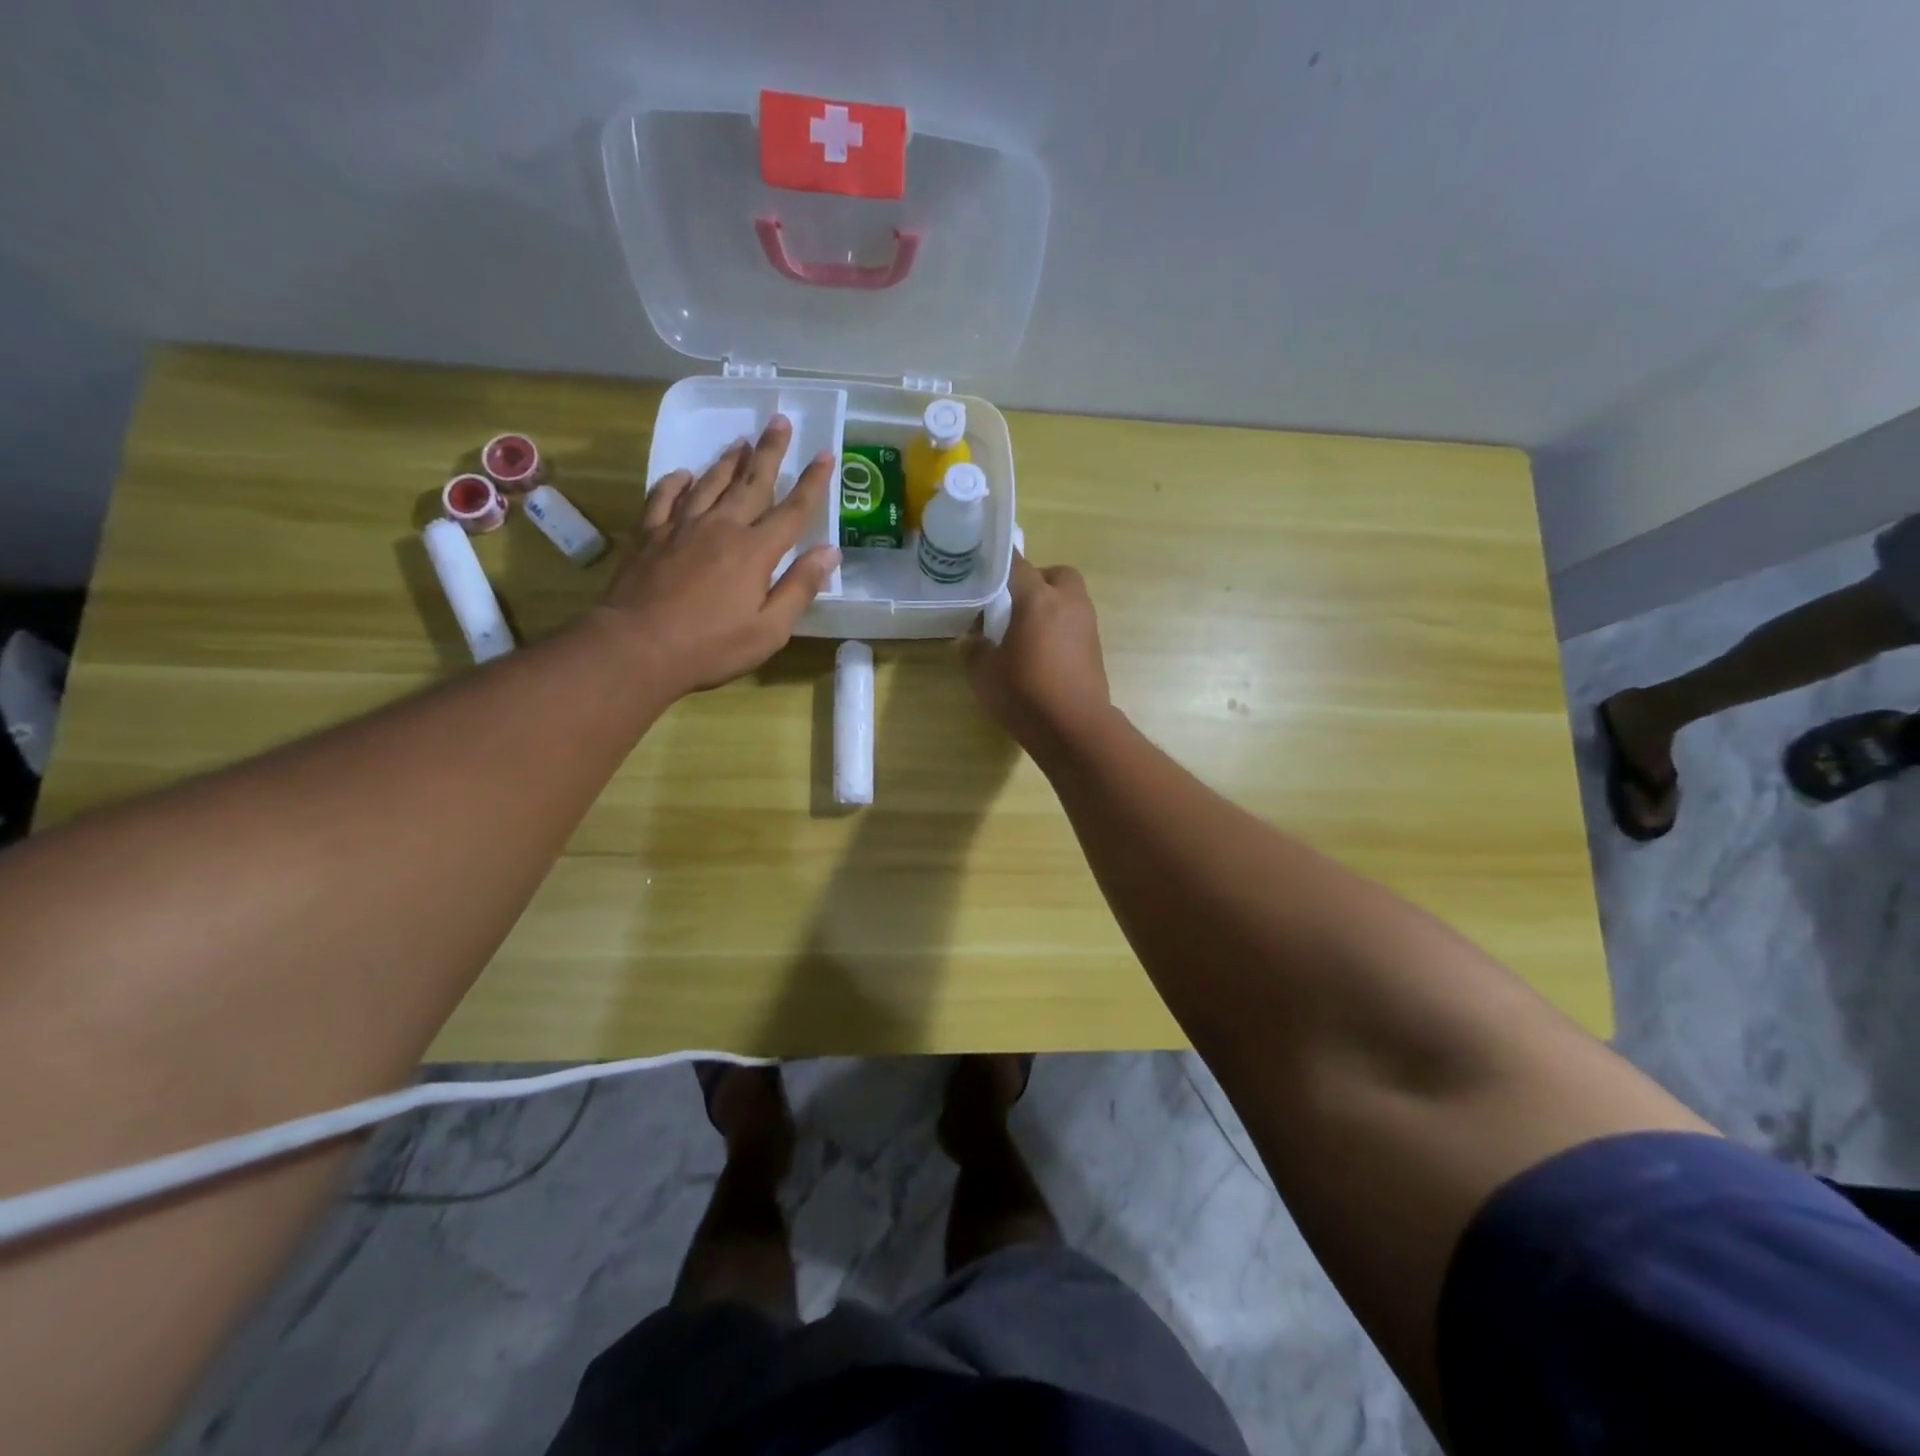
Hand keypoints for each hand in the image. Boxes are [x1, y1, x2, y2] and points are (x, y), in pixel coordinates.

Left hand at [596, 416, 840, 696]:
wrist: (636, 647)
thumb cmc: (711, 646)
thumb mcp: (769, 629)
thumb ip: (799, 588)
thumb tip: (829, 552)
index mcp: (755, 551)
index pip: (793, 510)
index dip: (812, 482)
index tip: (825, 454)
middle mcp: (721, 528)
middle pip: (751, 482)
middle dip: (769, 452)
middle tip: (779, 421)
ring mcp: (681, 527)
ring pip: (710, 483)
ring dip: (727, 460)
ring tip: (740, 441)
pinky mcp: (649, 535)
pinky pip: (663, 498)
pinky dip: (675, 483)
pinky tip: (683, 474)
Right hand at [964, 551, 1110, 760]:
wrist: (1074, 728)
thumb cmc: (1025, 693)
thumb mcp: (984, 673)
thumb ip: (975, 649)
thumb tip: (973, 639)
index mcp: (1038, 599)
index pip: (1018, 564)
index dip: (1000, 561)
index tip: (985, 564)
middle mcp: (1068, 603)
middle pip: (1056, 574)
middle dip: (1037, 580)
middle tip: (1014, 603)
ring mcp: (1087, 625)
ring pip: (1070, 598)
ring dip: (1051, 605)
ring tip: (1027, 630)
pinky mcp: (1096, 648)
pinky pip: (1076, 623)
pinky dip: (1061, 627)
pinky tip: (1044, 652)